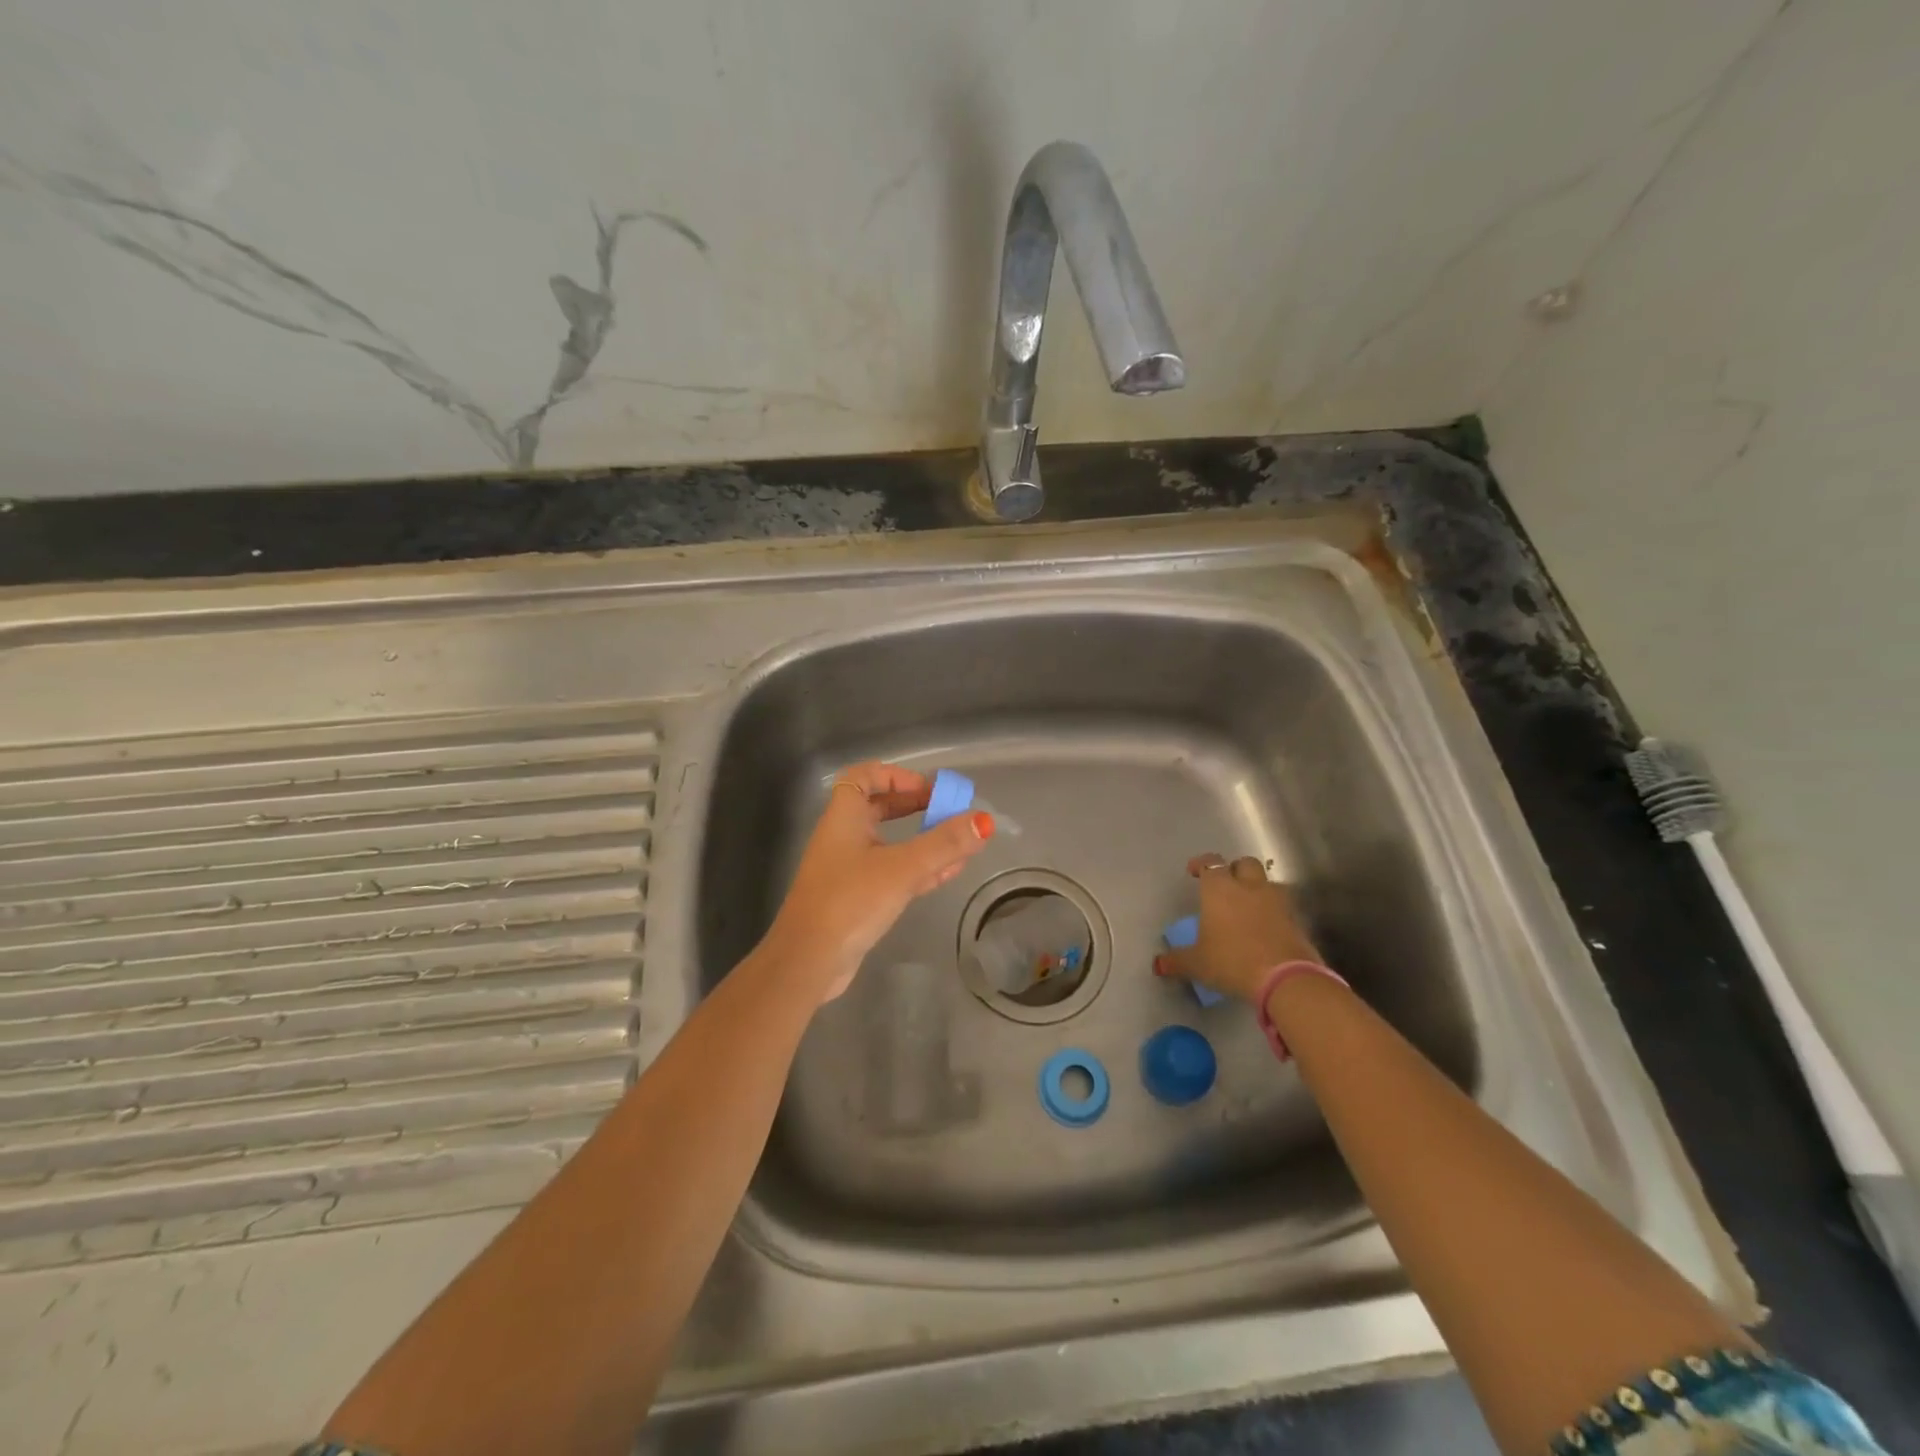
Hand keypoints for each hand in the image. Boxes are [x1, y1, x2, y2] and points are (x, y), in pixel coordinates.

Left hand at [760, 761, 993, 1003]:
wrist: (809, 961)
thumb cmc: (850, 901)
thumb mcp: (902, 868)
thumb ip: (944, 844)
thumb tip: (984, 820)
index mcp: (843, 818)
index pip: (862, 776)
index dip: (894, 774)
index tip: (926, 787)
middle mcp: (843, 838)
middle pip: (879, 807)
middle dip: (915, 805)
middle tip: (947, 810)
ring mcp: (849, 870)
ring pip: (890, 843)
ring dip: (923, 839)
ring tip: (959, 842)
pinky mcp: (858, 898)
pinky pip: (893, 873)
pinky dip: (920, 868)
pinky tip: (950, 871)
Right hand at [1154, 853, 1324, 1004]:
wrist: (1285, 978)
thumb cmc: (1232, 961)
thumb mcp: (1197, 964)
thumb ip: (1177, 961)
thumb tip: (1159, 964)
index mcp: (1220, 889)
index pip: (1211, 863)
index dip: (1202, 864)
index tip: (1194, 871)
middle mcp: (1249, 887)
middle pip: (1245, 864)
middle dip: (1235, 869)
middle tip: (1226, 884)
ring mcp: (1277, 902)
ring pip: (1268, 883)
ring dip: (1258, 889)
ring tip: (1248, 906)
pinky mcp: (1297, 921)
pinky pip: (1283, 907)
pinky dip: (1274, 912)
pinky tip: (1266, 928)